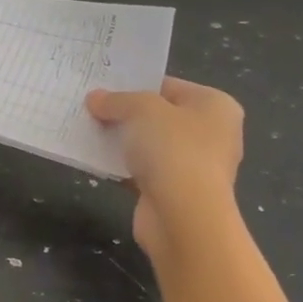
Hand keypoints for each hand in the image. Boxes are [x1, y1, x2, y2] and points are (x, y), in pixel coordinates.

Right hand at [86, 77, 243, 253]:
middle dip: (125, 114)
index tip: (103, 87)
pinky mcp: (175, 192)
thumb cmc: (173, 150)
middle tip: (91, 108)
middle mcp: (211, 134)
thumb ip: (117, 100)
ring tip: (88, 132)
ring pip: (149, 145)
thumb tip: (95, 98)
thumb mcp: (141, 110)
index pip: (169, 86)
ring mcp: (194, 165)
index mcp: (215, 106)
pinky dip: (122, 166)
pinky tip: (96, 161)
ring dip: (122, 141)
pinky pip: (143, 170)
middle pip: (159, 116)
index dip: (135, 85)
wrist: (182, 216)